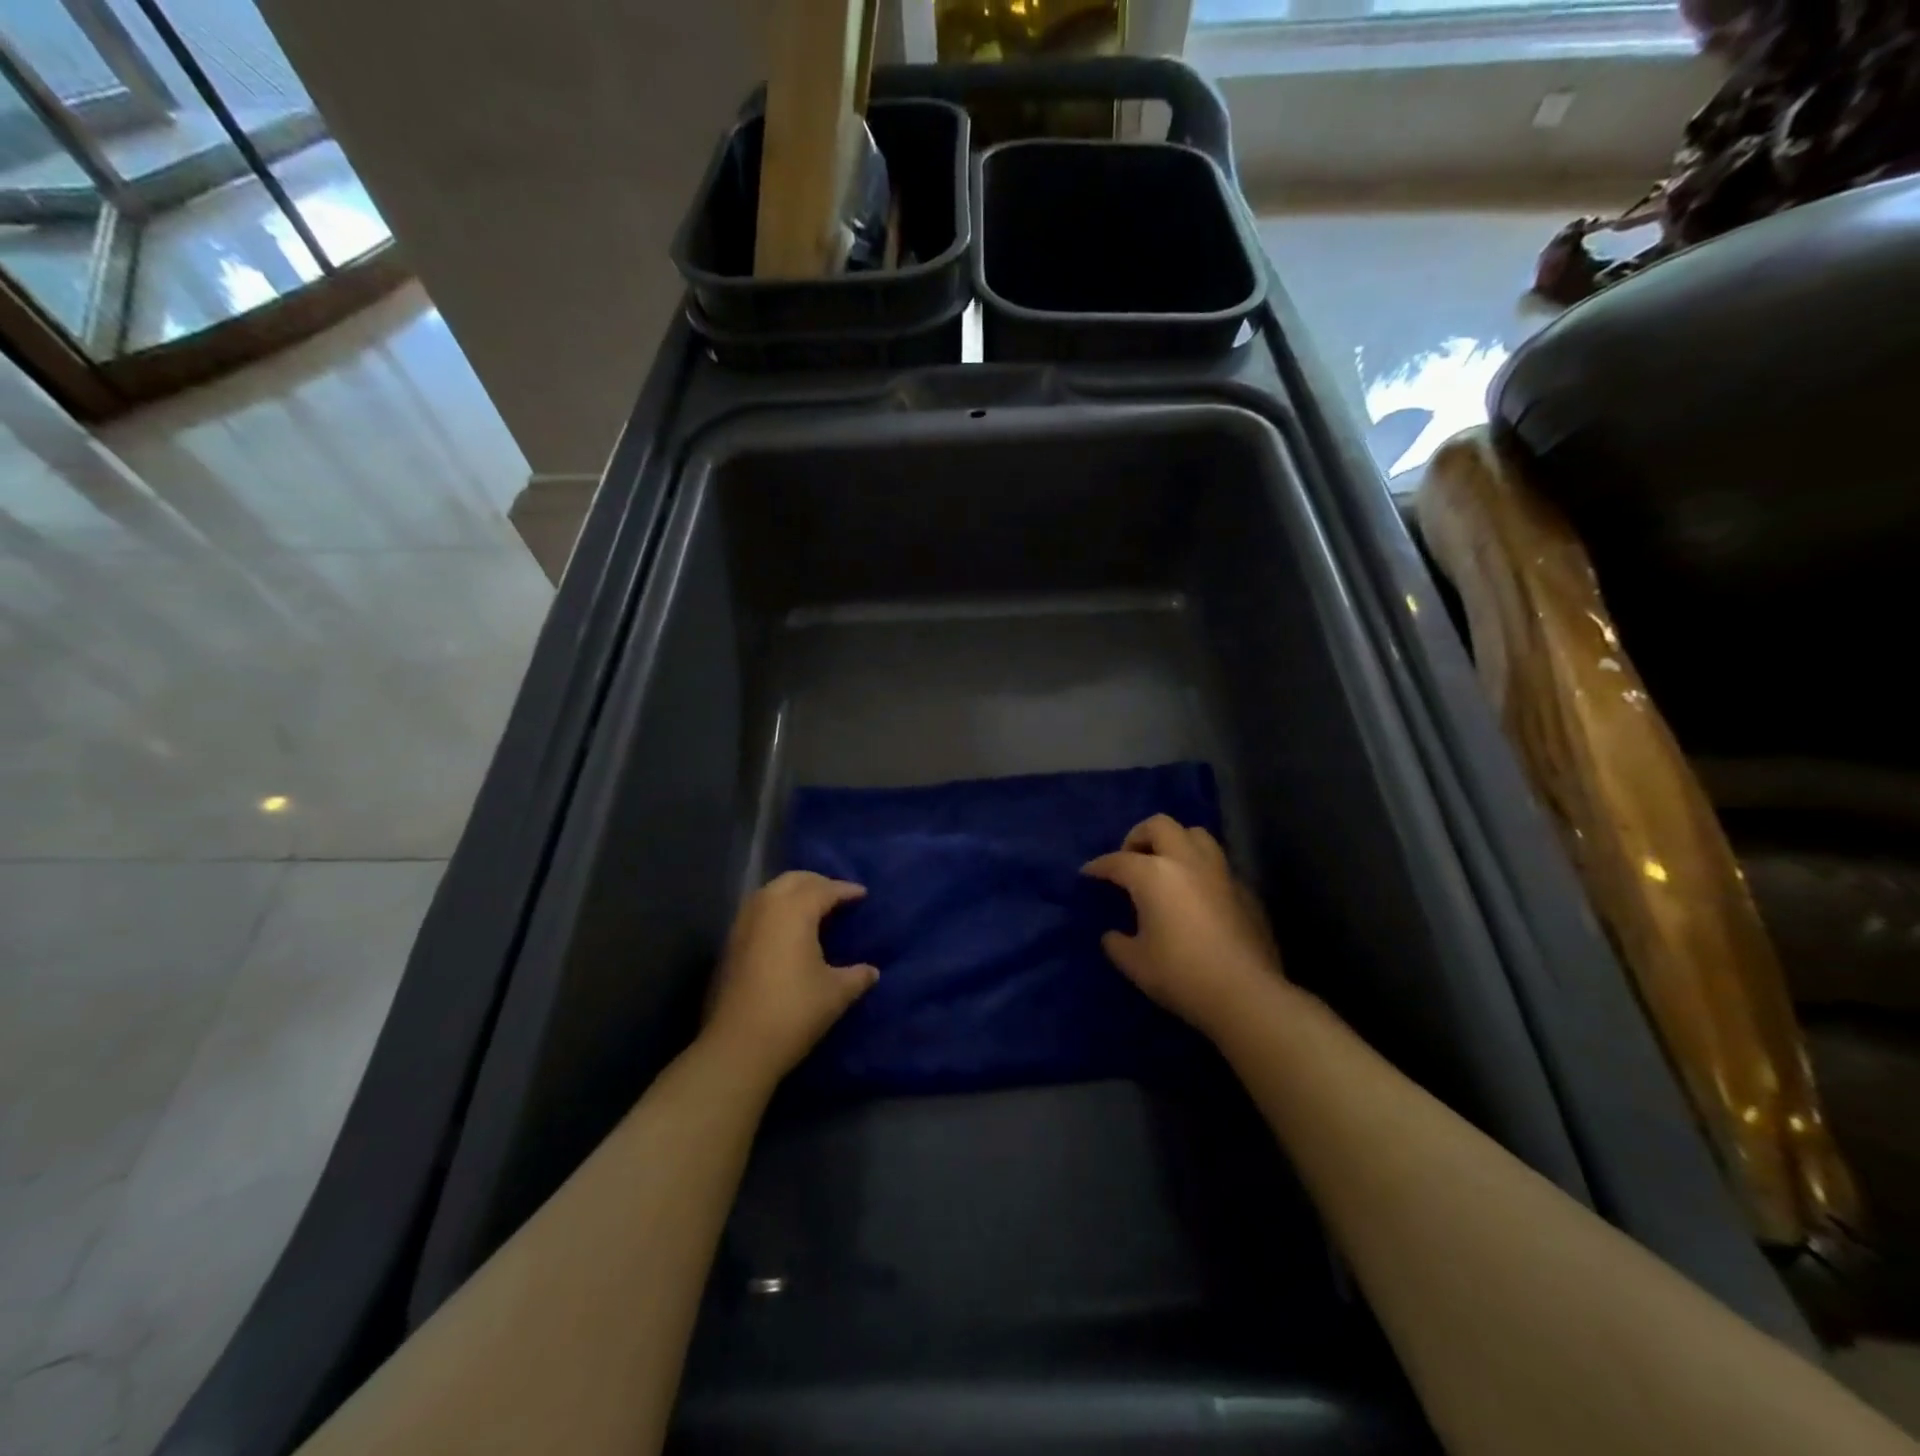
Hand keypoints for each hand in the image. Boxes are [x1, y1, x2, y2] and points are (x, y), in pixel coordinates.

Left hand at [703, 871, 877, 1080]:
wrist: (738, 1046)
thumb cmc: (794, 1012)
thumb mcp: (836, 993)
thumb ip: (857, 976)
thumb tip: (872, 971)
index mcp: (795, 911)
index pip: (824, 889)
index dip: (845, 890)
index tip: (862, 894)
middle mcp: (766, 908)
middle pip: (794, 881)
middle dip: (818, 883)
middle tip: (838, 895)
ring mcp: (743, 924)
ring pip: (771, 892)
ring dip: (793, 893)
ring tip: (813, 908)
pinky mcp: (730, 944)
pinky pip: (758, 910)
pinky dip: (776, 909)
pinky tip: (788, 930)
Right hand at [1082, 815, 1284, 1038]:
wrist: (1245, 995)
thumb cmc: (1181, 975)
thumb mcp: (1135, 963)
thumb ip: (1117, 943)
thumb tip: (1113, 935)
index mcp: (1154, 874)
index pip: (1118, 861)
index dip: (1099, 866)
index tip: (1088, 873)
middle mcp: (1187, 862)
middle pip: (1160, 826)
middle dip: (1139, 836)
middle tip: (1130, 859)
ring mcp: (1221, 873)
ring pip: (1196, 836)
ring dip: (1175, 843)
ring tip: (1166, 867)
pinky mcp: (1245, 891)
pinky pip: (1218, 866)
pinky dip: (1201, 870)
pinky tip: (1197, 896)